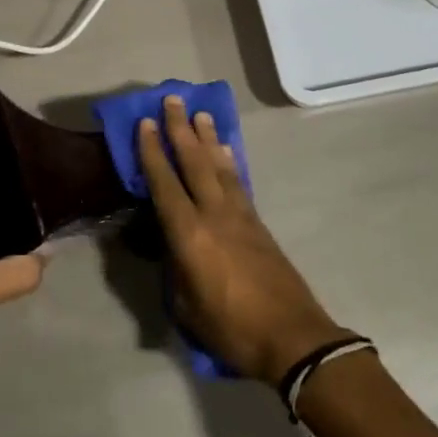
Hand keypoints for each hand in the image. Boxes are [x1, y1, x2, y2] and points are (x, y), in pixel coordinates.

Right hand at [137, 95, 350, 386]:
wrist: (292, 337)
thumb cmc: (231, 328)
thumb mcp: (186, 307)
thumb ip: (174, 269)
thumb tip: (170, 246)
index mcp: (189, 235)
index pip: (164, 183)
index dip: (152, 152)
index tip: (144, 123)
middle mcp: (214, 214)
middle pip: (194, 162)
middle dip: (180, 129)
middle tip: (172, 100)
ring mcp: (240, 215)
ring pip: (219, 166)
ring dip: (207, 138)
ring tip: (200, 114)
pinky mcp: (258, 223)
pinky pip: (238, 181)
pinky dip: (229, 161)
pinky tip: (226, 151)